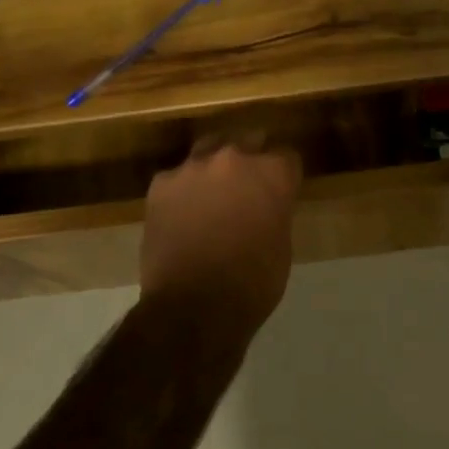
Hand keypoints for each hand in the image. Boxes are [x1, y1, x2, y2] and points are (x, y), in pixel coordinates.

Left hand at [141, 137, 301, 327]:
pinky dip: (183, 190)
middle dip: (251, 158)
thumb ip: (275, 210)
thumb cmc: (252, 284)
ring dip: (215, 166)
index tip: (281, 188)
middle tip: (249, 185)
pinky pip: (178, 177)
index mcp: (272, 173)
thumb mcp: (281, 245)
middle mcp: (234, 158)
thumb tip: (265, 204)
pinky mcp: (161, 183)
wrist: (193, 307)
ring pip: (209, 149)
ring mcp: (193, 167)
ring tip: (213, 191)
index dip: (284, 174)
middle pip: (248, 141)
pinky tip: (182, 213)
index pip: (287, 155)